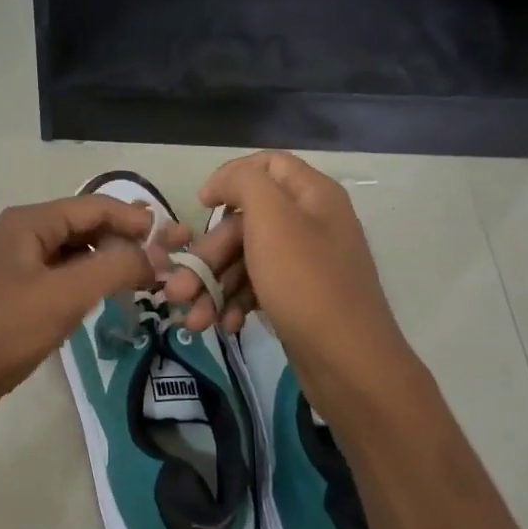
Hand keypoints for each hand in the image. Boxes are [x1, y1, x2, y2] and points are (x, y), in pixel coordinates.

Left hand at [0, 194, 183, 433]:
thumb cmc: (6, 330)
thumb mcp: (65, 295)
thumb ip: (116, 268)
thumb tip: (160, 255)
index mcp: (30, 222)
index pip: (95, 206)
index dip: (135, 219)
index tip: (172, 240)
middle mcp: (24, 233)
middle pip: (86, 225)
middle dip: (124, 240)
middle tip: (164, 263)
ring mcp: (19, 263)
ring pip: (76, 252)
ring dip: (108, 261)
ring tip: (144, 280)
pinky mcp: (19, 292)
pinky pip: (64, 275)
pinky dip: (89, 281)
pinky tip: (108, 298)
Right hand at [160, 151, 417, 416]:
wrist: (349, 363)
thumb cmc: (306, 284)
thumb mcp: (272, 220)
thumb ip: (244, 183)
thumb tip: (222, 181)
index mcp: (312, 195)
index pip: (267, 165)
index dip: (230, 178)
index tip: (201, 206)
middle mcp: (311, 223)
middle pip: (246, 222)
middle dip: (209, 255)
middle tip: (178, 289)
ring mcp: (306, 264)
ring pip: (246, 260)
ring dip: (214, 286)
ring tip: (193, 319)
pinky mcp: (299, 298)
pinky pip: (258, 288)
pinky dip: (237, 304)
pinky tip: (225, 325)